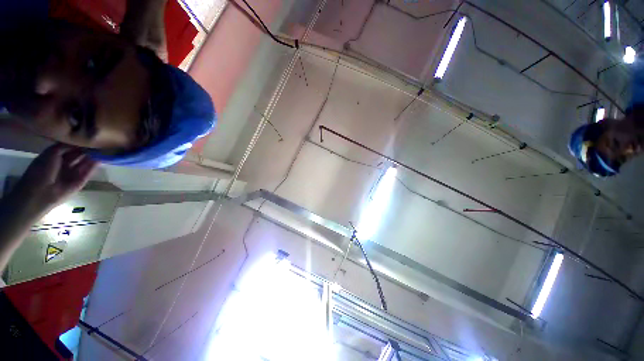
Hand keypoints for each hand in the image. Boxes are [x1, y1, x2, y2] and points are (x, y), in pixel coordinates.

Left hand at [13, 144, 97, 213]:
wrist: (41, 192)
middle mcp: (65, 164)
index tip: (88, 135)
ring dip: (94, 156)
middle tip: (99, 141)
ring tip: (105, 148)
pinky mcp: (81, 181)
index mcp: (55, 156)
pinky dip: (95, 165)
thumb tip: (81, 140)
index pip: (70, 147)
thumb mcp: (51, 153)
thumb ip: (65, 146)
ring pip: (85, 162)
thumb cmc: (41, 170)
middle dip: (88, 149)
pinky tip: (103, 158)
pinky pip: (88, 172)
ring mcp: (73, 173)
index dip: (78, 142)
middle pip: (79, 154)